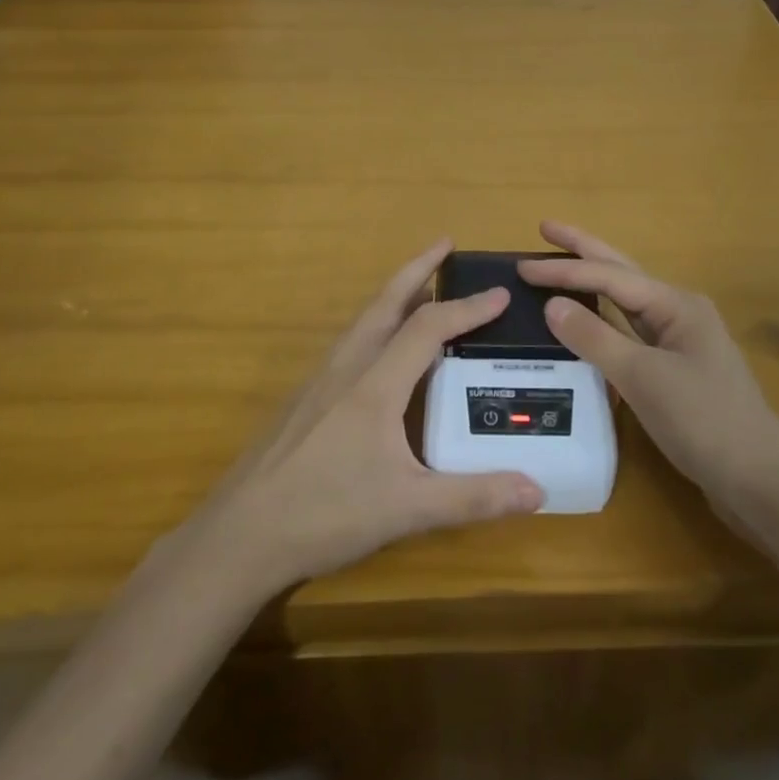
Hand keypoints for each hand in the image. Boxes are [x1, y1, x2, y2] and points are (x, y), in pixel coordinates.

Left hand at [200, 240, 543, 594]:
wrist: (240, 535)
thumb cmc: (326, 514)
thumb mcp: (407, 510)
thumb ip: (473, 497)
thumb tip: (539, 491)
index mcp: (375, 385)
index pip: (427, 328)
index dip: (466, 307)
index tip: (499, 293)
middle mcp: (346, 368)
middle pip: (385, 303)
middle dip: (417, 268)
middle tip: (444, 244)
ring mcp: (319, 381)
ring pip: (363, 320)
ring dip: (395, 295)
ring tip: (420, 287)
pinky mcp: (304, 399)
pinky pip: (349, 343)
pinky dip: (375, 324)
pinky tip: (380, 349)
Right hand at [519, 221, 778, 520]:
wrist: (759, 481)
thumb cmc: (703, 421)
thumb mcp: (643, 378)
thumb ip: (595, 338)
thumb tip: (551, 305)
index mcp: (675, 304)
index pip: (608, 277)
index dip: (563, 271)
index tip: (521, 267)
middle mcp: (678, 312)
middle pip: (621, 272)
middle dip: (583, 250)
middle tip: (545, 228)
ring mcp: (679, 341)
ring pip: (625, 301)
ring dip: (592, 282)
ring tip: (559, 265)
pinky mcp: (674, 369)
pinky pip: (629, 332)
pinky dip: (602, 321)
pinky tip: (584, 322)